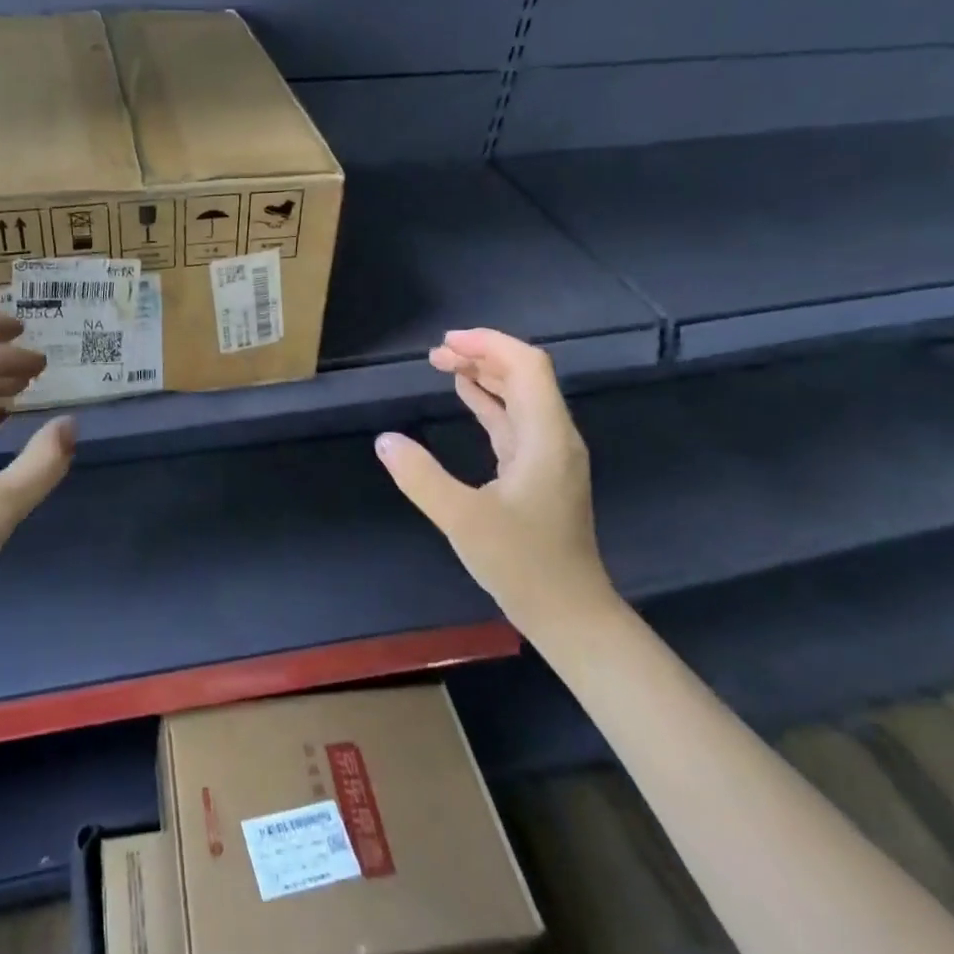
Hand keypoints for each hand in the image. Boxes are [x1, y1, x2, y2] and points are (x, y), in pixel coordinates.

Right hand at [374, 328, 615, 633]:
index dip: (490, 344)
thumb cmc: (522, 564)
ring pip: (519, 398)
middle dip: (483, 355)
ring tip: (445, 365)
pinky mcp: (539, 474)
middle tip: (436, 354)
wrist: (568, 612)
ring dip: (485, 376)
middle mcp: (554, 437)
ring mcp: (549, 456)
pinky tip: (467, 396)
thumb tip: (385, 440)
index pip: (527, 367)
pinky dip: (489, 403)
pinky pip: (514, 422)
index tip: (448, 341)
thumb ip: (421, 477)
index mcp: (546, 436)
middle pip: (524, 376)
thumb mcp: (463, 519)